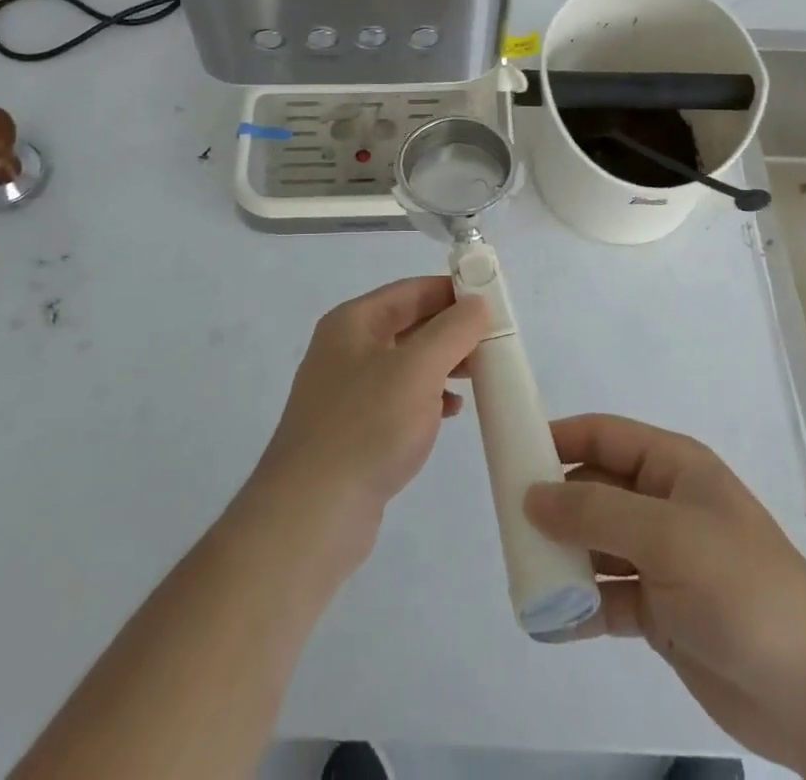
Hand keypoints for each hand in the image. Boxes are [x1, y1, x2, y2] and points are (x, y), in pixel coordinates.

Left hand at [248, 277, 488, 566]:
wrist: (311, 514)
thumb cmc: (366, 427)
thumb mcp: (418, 370)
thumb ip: (452, 331)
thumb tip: (478, 302)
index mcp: (353, 322)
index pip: (410, 290)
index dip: (452, 291)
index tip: (492, 300)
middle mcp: (346, 349)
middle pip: (409, 324)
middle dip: (451, 330)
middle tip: (494, 341)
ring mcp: (348, 391)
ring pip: (406, 363)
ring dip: (443, 364)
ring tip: (480, 375)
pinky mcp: (355, 429)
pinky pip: (399, 398)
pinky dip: (428, 397)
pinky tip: (451, 412)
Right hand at [522, 414, 805, 762]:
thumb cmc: (741, 587)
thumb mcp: (665, 536)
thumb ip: (594, 512)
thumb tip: (531, 494)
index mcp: (672, 467)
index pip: (603, 436)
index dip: (558, 438)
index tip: (511, 454)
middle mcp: (663, 504)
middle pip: (594, 489)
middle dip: (554, 503)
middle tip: (508, 522)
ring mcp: (662, 559)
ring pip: (596, 544)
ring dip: (562, 556)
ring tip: (523, 571)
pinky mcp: (660, 610)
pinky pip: (607, 596)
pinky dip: (579, 606)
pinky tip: (548, 620)